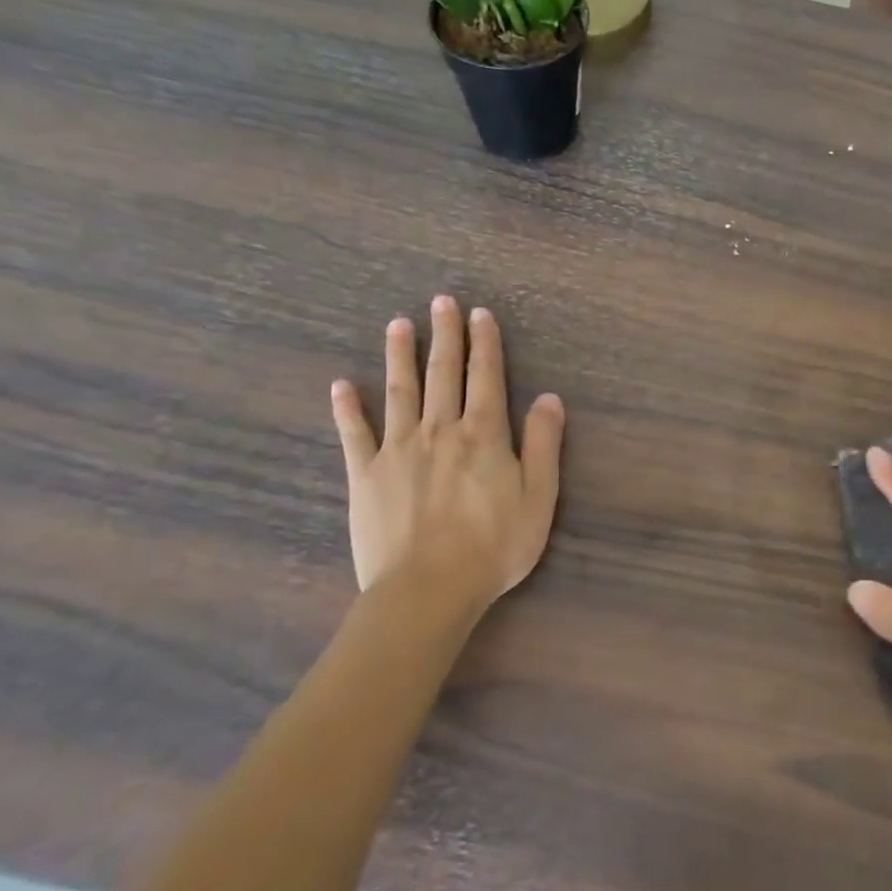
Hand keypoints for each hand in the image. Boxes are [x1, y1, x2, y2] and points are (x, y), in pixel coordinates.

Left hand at [330, 296, 564, 610]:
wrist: (429, 588)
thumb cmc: (494, 546)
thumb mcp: (539, 497)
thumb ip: (544, 445)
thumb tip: (549, 397)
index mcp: (483, 435)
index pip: (486, 378)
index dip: (485, 344)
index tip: (480, 314)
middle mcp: (440, 430)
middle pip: (443, 374)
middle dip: (445, 335)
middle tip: (441, 301)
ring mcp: (398, 449)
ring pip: (399, 391)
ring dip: (400, 356)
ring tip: (398, 325)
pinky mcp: (365, 474)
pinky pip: (355, 433)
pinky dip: (347, 408)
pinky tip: (342, 385)